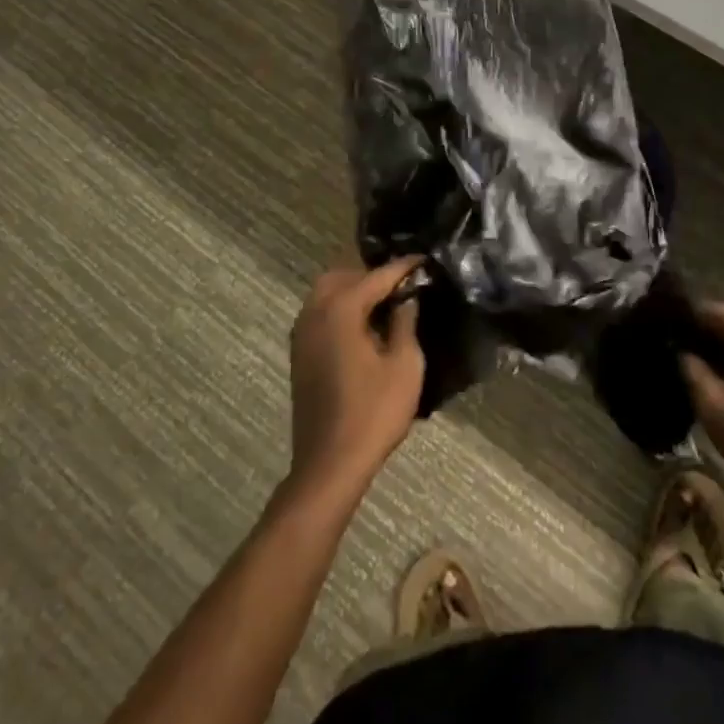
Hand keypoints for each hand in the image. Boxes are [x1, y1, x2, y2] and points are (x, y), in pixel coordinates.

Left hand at [286, 255, 426, 502]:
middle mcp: (315, 311)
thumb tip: (407, 298)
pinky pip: (319, 312)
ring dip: (353, 289)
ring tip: (384, 301)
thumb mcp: (405, 365)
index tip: (424, 259)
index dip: (404, 267)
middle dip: (372, 274)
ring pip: (327, 292)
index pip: (377, 276)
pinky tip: (362, 324)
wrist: (329, 464)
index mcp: (341, 308)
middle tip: (402, 283)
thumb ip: (406, 322)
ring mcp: (302, 332)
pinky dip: (340, 307)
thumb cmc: (373, 413)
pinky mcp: (299, 352)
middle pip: (344, 275)